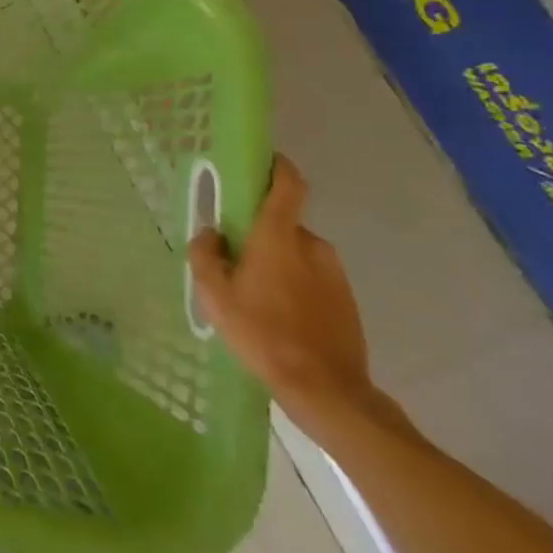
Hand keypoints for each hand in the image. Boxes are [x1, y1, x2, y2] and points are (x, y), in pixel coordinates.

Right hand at [187, 156, 374, 428]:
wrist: (327, 390)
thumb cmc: (263, 334)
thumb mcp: (215, 295)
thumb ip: (206, 256)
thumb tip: (211, 233)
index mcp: (279, 237)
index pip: (288, 184)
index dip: (277, 166)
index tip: (260, 162)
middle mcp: (312, 245)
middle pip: (282, 225)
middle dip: (259, 234)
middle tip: (234, 261)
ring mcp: (335, 274)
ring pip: (297, 254)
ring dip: (276, 263)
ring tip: (255, 298)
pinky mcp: (346, 300)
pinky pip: (312, 279)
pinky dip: (294, 286)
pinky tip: (278, 318)